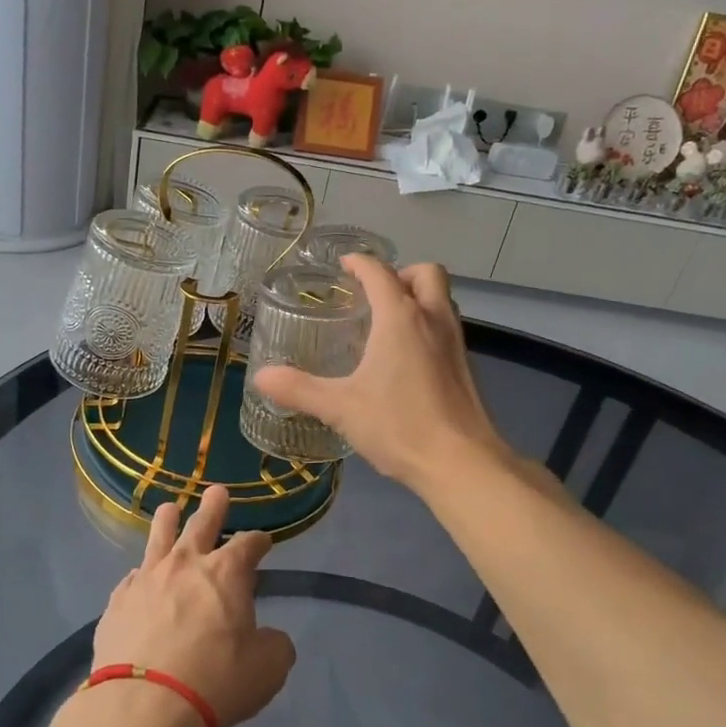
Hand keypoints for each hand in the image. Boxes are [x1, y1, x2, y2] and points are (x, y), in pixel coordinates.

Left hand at [90, 484, 295, 726]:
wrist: (145, 705)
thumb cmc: (216, 681)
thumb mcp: (268, 668)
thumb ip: (274, 645)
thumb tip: (270, 638)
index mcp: (226, 573)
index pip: (248, 544)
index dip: (259, 541)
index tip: (263, 541)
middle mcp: (185, 565)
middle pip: (201, 524)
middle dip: (214, 507)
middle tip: (217, 491)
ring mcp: (147, 579)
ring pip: (158, 537)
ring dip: (167, 521)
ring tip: (169, 509)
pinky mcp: (118, 602)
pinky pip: (133, 578)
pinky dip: (142, 574)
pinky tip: (140, 577)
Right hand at [252, 256, 510, 492]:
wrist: (461, 463)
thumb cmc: (399, 425)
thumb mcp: (340, 407)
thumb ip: (299, 389)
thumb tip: (260, 377)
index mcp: (400, 318)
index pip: (379, 273)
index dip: (359, 263)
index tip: (343, 265)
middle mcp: (433, 319)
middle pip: (425, 273)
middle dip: (400, 273)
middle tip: (373, 294)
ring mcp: (455, 342)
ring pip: (441, 299)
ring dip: (418, 297)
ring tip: (387, 322)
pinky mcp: (465, 367)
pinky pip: (446, 327)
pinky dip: (427, 325)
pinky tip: (406, 358)